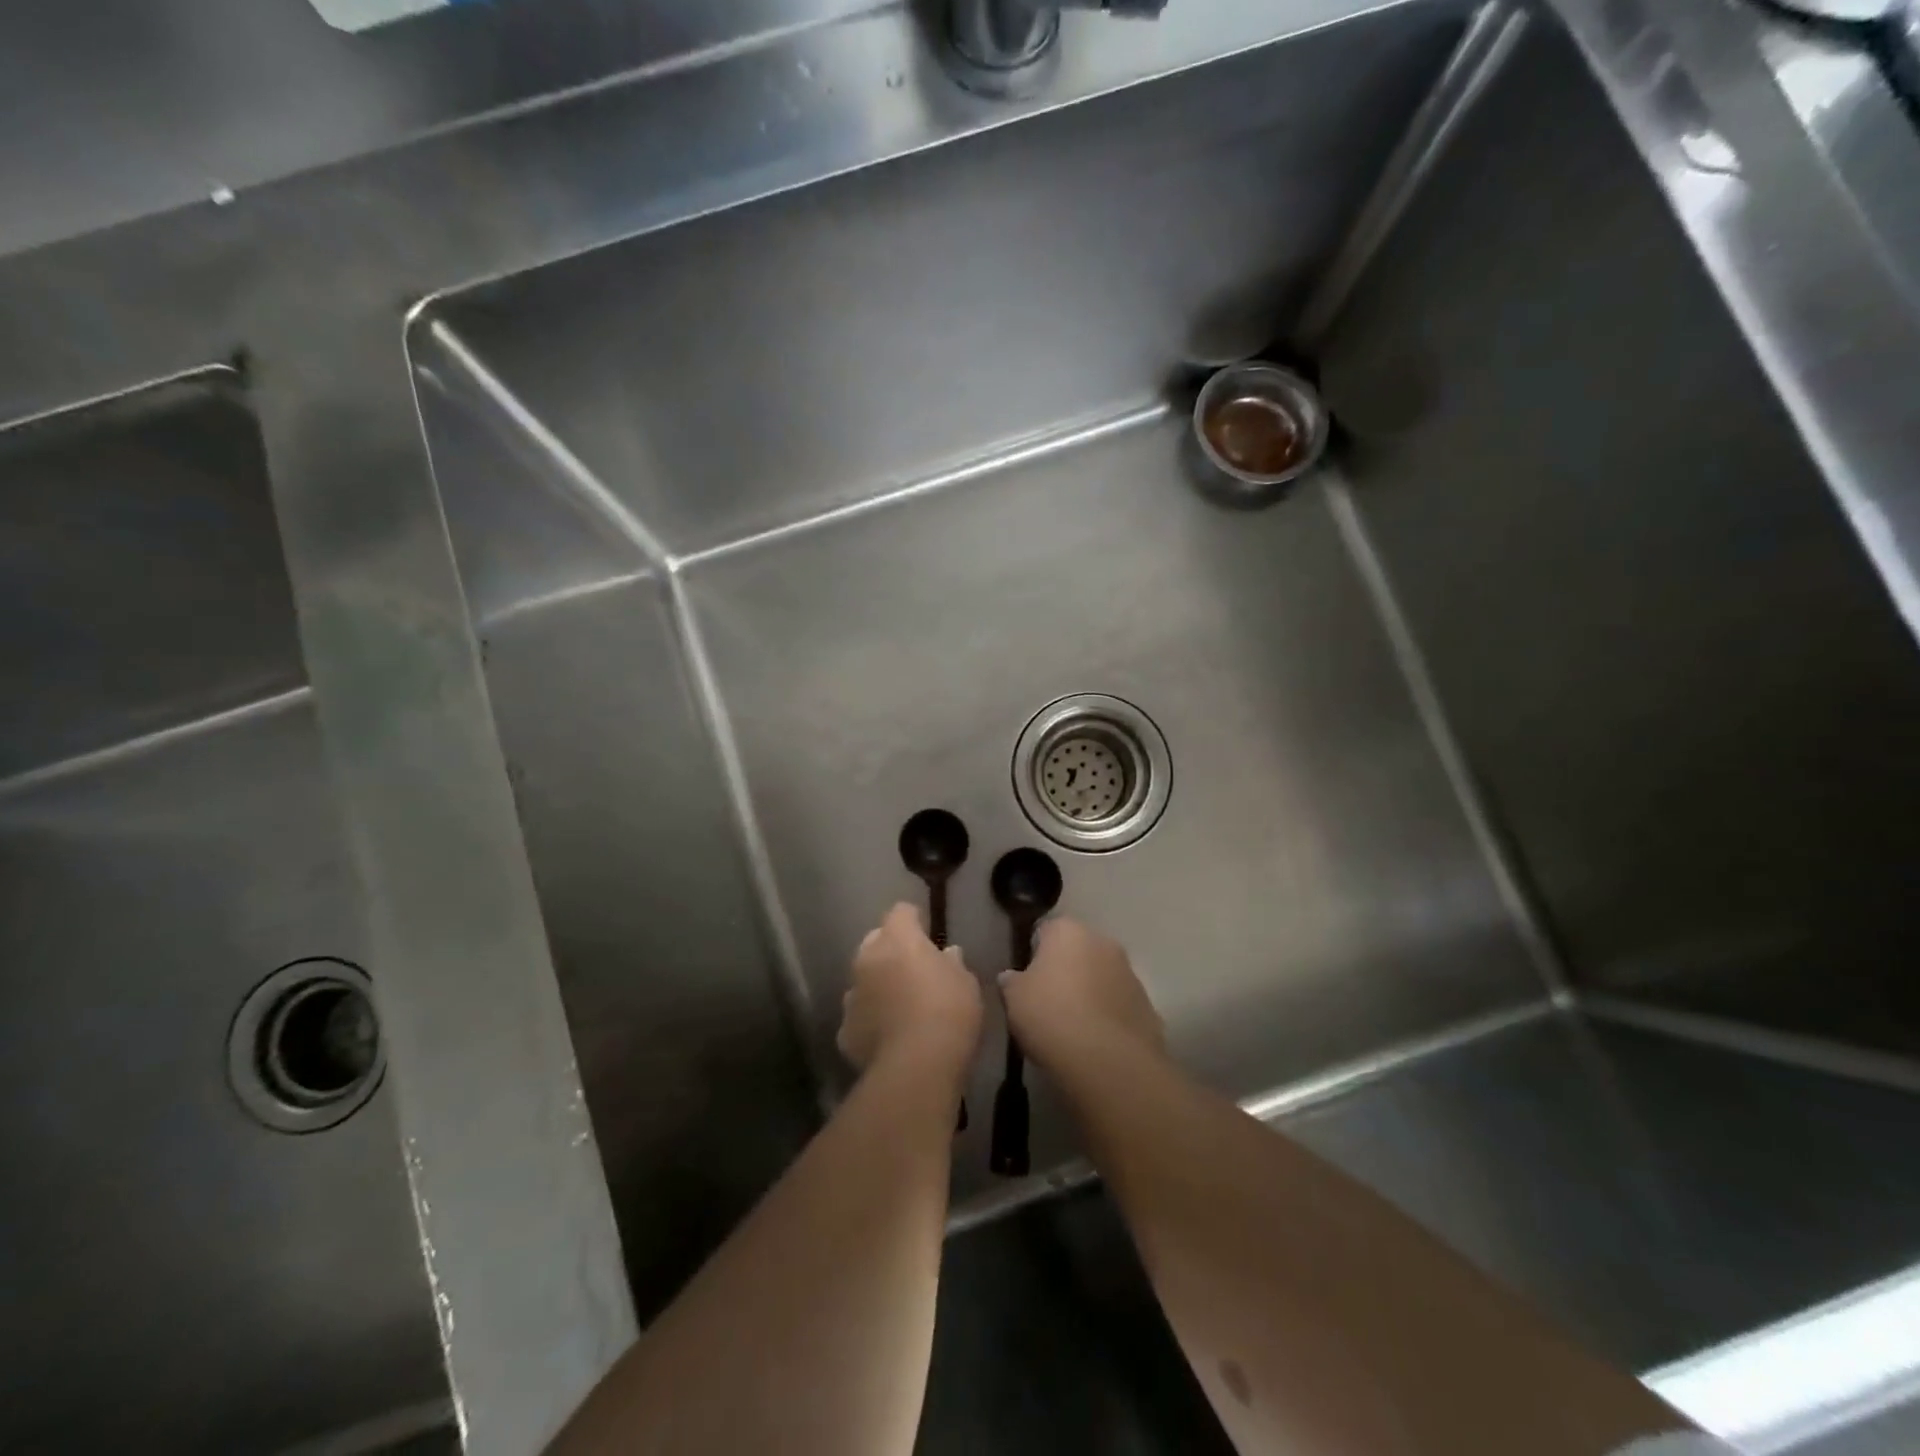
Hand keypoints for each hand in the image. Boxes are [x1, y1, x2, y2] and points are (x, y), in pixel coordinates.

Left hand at [838, 903, 982, 1080]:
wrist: (916, 1068)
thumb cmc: (949, 1013)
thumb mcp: (966, 983)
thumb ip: (953, 963)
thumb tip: (947, 954)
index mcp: (898, 939)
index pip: (901, 912)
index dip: (914, 920)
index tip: (928, 933)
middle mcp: (867, 959)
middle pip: (875, 941)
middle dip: (891, 949)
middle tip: (914, 968)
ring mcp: (851, 995)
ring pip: (863, 979)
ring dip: (878, 985)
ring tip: (900, 1006)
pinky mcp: (844, 1031)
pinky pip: (858, 1015)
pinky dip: (870, 1020)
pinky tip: (888, 1036)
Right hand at [1000, 917, 1165, 1074]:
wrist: (1106, 1060)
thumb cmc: (1051, 1016)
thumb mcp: (1013, 998)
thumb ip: (1011, 982)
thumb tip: (1011, 978)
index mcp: (1068, 931)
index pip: (1045, 930)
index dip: (1033, 953)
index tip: (1026, 979)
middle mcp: (1103, 942)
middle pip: (1078, 951)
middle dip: (1065, 970)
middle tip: (1047, 1001)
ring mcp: (1130, 973)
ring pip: (1102, 977)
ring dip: (1090, 992)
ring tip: (1072, 1026)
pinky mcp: (1147, 1006)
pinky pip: (1119, 1005)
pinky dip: (1108, 1016)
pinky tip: (1095, 1042)